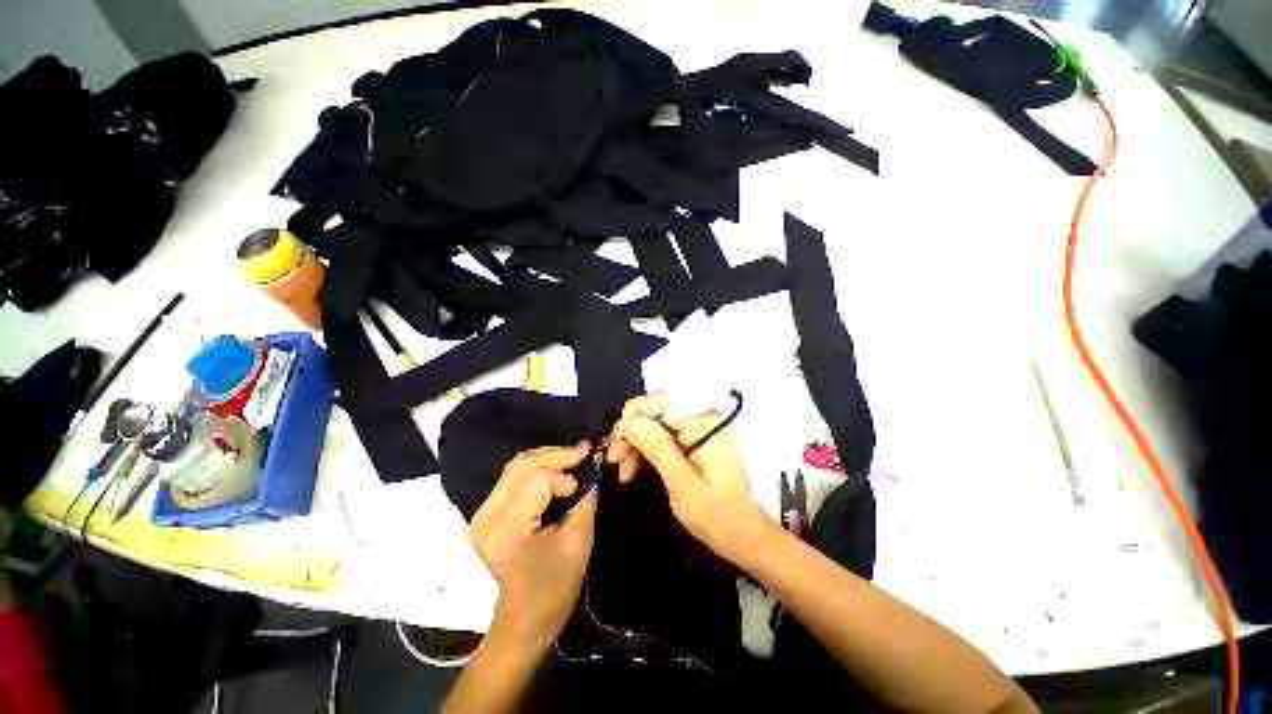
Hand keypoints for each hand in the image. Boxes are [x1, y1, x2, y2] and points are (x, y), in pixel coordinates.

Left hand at [468, 443, 597, 646]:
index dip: (565, 476)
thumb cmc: (552, 590)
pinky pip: (512, 478)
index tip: (584, 485)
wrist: (520, 623)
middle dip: (557, 454)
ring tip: (572, 458)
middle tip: (584, 451)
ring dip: (547, 458)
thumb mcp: (577, 544)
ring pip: (515, 466)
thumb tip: (592, 472)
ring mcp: (481, 514)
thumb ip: (585, 501)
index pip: (538, 479)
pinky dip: (537, 468)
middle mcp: (486, 516)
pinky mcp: (485, 514)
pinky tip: (555, 469)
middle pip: (522, 465)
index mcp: (506, 528)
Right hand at [609, 394, 773, 566]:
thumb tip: (631, 421)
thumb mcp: (682, 485)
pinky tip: (633, 466)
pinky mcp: (695, 440)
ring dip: (636, 442)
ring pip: (656, 422)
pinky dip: (646, 448)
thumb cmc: (717, 516)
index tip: (616, 446)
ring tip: (622, 469)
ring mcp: (700, 429)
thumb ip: (658, 448)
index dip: (633, 418)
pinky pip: (663, 434)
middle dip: (632, 432)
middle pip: (657, 410)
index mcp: (706, 425)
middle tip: (615, 460)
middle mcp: (704, 419)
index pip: (662, 403)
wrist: (743, 536)